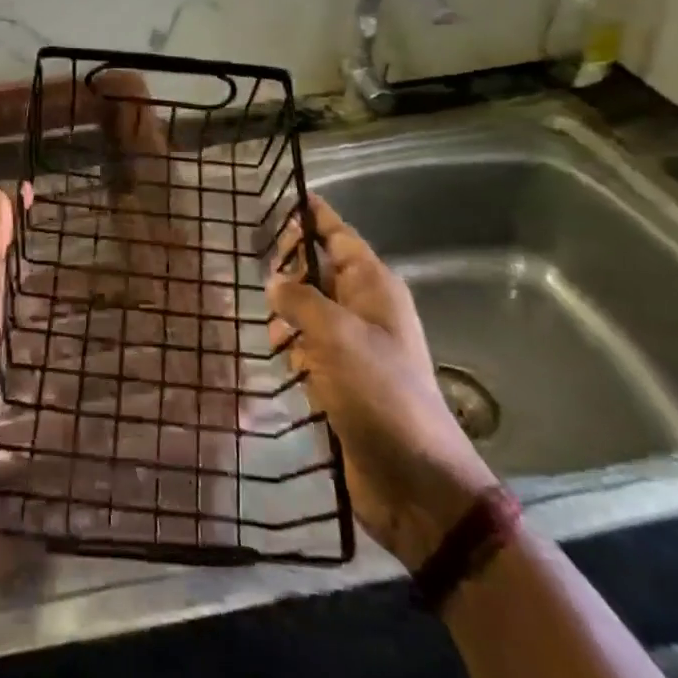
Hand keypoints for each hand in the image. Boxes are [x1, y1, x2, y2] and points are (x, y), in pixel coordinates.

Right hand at [268, 195, 499, 569]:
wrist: (416, 482)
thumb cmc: (381, 393)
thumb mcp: (336, 336)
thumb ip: (299, 299)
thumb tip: (273, 280)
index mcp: (373, 286)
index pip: (337, 235)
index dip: (312, 216)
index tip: (284, 196)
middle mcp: (363, 309)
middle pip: (317, 270)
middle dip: (289, 270)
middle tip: (260, 271)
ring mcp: (352, 346)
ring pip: (306, 310)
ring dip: (286, 316)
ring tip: (273, 332)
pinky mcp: (341, 380)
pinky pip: (307, 348)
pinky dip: (292, 350)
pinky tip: (281, 360)